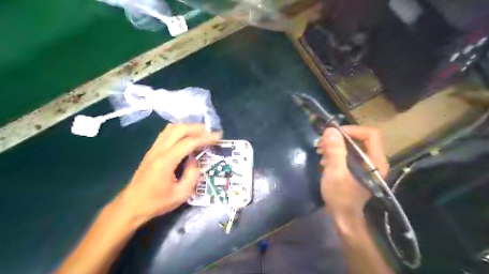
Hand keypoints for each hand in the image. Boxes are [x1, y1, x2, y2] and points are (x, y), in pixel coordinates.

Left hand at [115, 124, 221, 222]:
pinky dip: (179, 130)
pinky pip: (166, 133)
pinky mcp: (151, 151)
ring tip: (200, 133)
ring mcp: (153, 149)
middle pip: (179, 129)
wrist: (131, 206)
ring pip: (171, 128)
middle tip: (210, 133)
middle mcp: (159, 150)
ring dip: (188, 127)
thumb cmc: (156, 202)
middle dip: (197, 128)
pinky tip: (186, 137)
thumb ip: (192, 175)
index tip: (218, 137)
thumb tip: (196, 161)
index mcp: (166, 161)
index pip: (189, 142)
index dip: (205, 138)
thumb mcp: (181, 194)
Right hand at [318, 126, 390, 213]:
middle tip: (321, 143)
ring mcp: (366, 165)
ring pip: (353, 145)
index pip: (370, 134)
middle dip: (339, 138)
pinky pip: (348, 153)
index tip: (333, 135)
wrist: (342, 216)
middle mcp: (374, 161)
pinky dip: (336, 152)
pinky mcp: (358, 169)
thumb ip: (335, 151)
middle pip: (360, 138)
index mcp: (375, 162)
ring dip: (335, 145)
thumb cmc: (340, 196)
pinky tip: (324, 158)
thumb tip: (330, 130)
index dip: (351, 130)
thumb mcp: (335, 173)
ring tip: (320, 150)